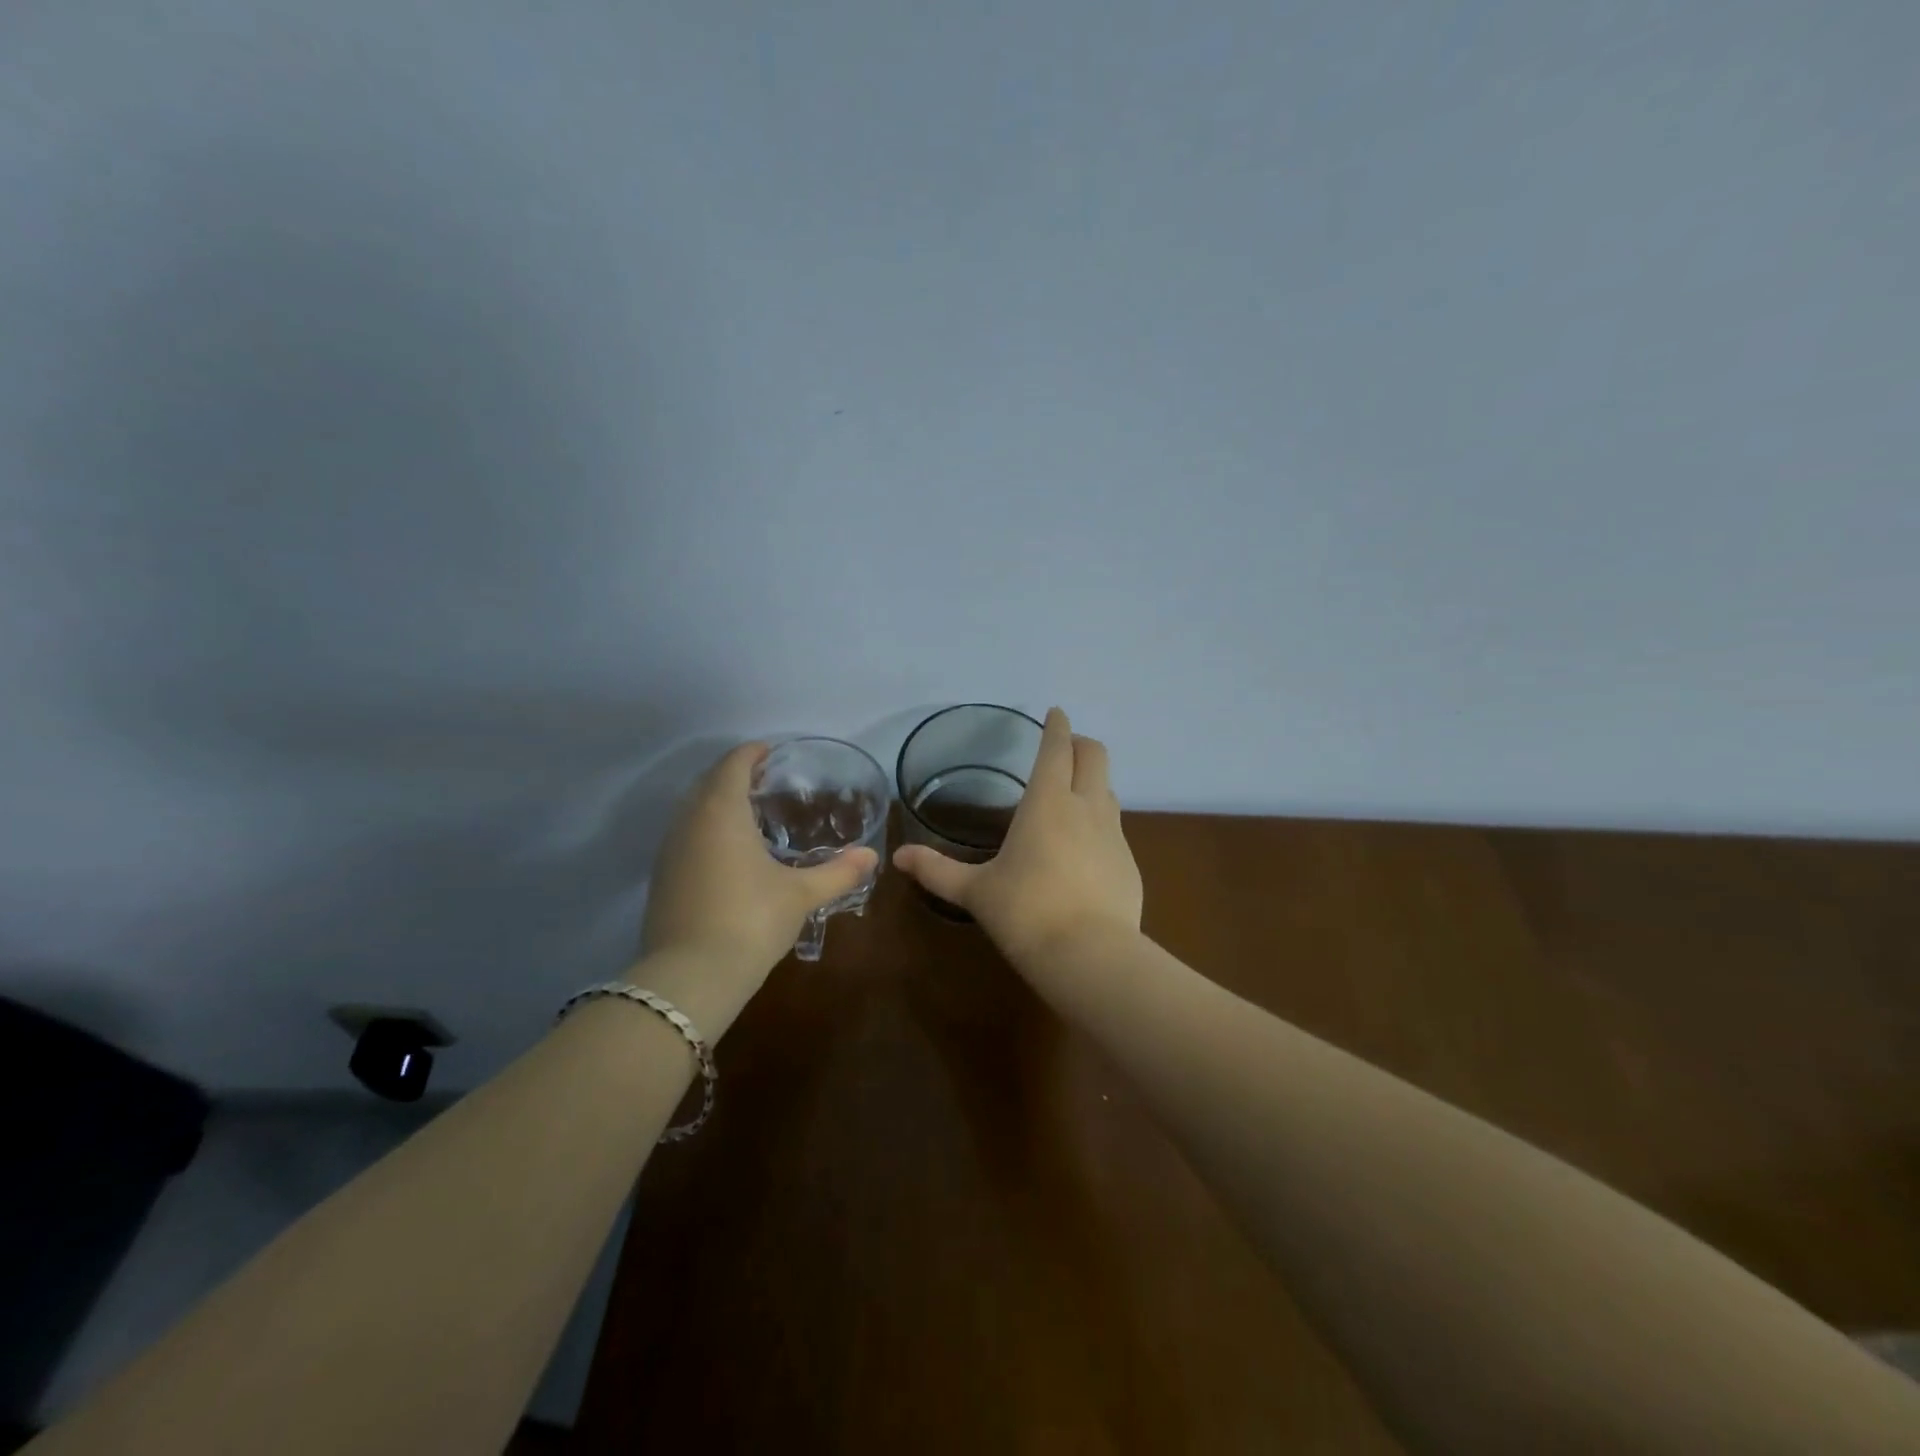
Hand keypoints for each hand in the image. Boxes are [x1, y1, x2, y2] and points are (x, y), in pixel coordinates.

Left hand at [640, 743, 877, 1001]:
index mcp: (721, 811)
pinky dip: (706, 829)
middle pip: (709, 782)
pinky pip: (686, 836)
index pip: (733, 764)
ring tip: (751, 813)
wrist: (690, 978)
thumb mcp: (800, 895)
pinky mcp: (662, 878)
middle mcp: (689, 821)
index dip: (753, 752)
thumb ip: (838, 872)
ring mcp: (670, 851)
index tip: (773, 751)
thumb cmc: (750, 920)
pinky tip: (729, 853)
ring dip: (718, 802)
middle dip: (735, 774)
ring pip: (693, 809)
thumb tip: (871, 857)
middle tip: (767, 780)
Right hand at [893, 708, 1143, 965]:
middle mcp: (1086, 807)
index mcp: (1048, 802)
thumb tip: (898, 858)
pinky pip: (1114, 828)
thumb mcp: (976, 892)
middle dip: (1081, 743)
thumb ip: (937, 871)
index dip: (1057, 726)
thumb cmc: (1025, 912)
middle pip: (1095, 756)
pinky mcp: (1129, 864)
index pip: (1057, 748)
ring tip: (1072, 795)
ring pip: (1109, 790)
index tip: (1056, 713)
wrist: (1090, 956)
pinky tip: (1084, 849)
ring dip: (1092, 781)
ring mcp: (1114, 835)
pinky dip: (1100, 822)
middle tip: (1065, 747)